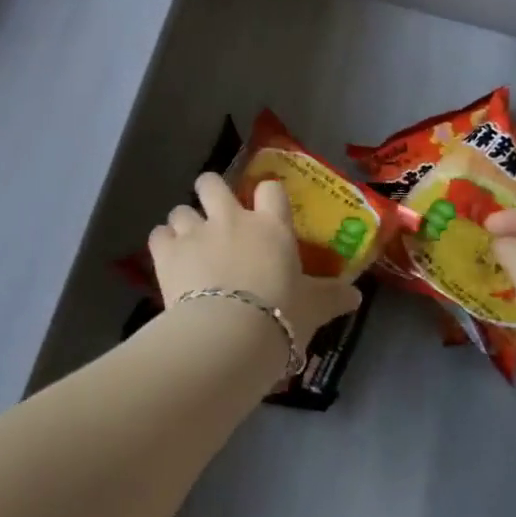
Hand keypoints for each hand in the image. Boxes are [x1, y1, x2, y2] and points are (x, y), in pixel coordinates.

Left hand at [150, 175, 362, 351]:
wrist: (230, 334)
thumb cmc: (280, 316)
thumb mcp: (313, 309)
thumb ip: (332, 298)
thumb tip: (356, 296)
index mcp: (270, 226)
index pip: (270, 189)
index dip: (266, 194)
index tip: (263, 206)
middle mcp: (231, 219)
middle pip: (212, 182)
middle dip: (210, 191)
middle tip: (214, 212)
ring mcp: (196, 232)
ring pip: (181, 209)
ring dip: (184, 222)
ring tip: (188, 242)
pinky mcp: (167, 252)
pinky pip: (158, 234)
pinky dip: (162, 244)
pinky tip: (167, 259)